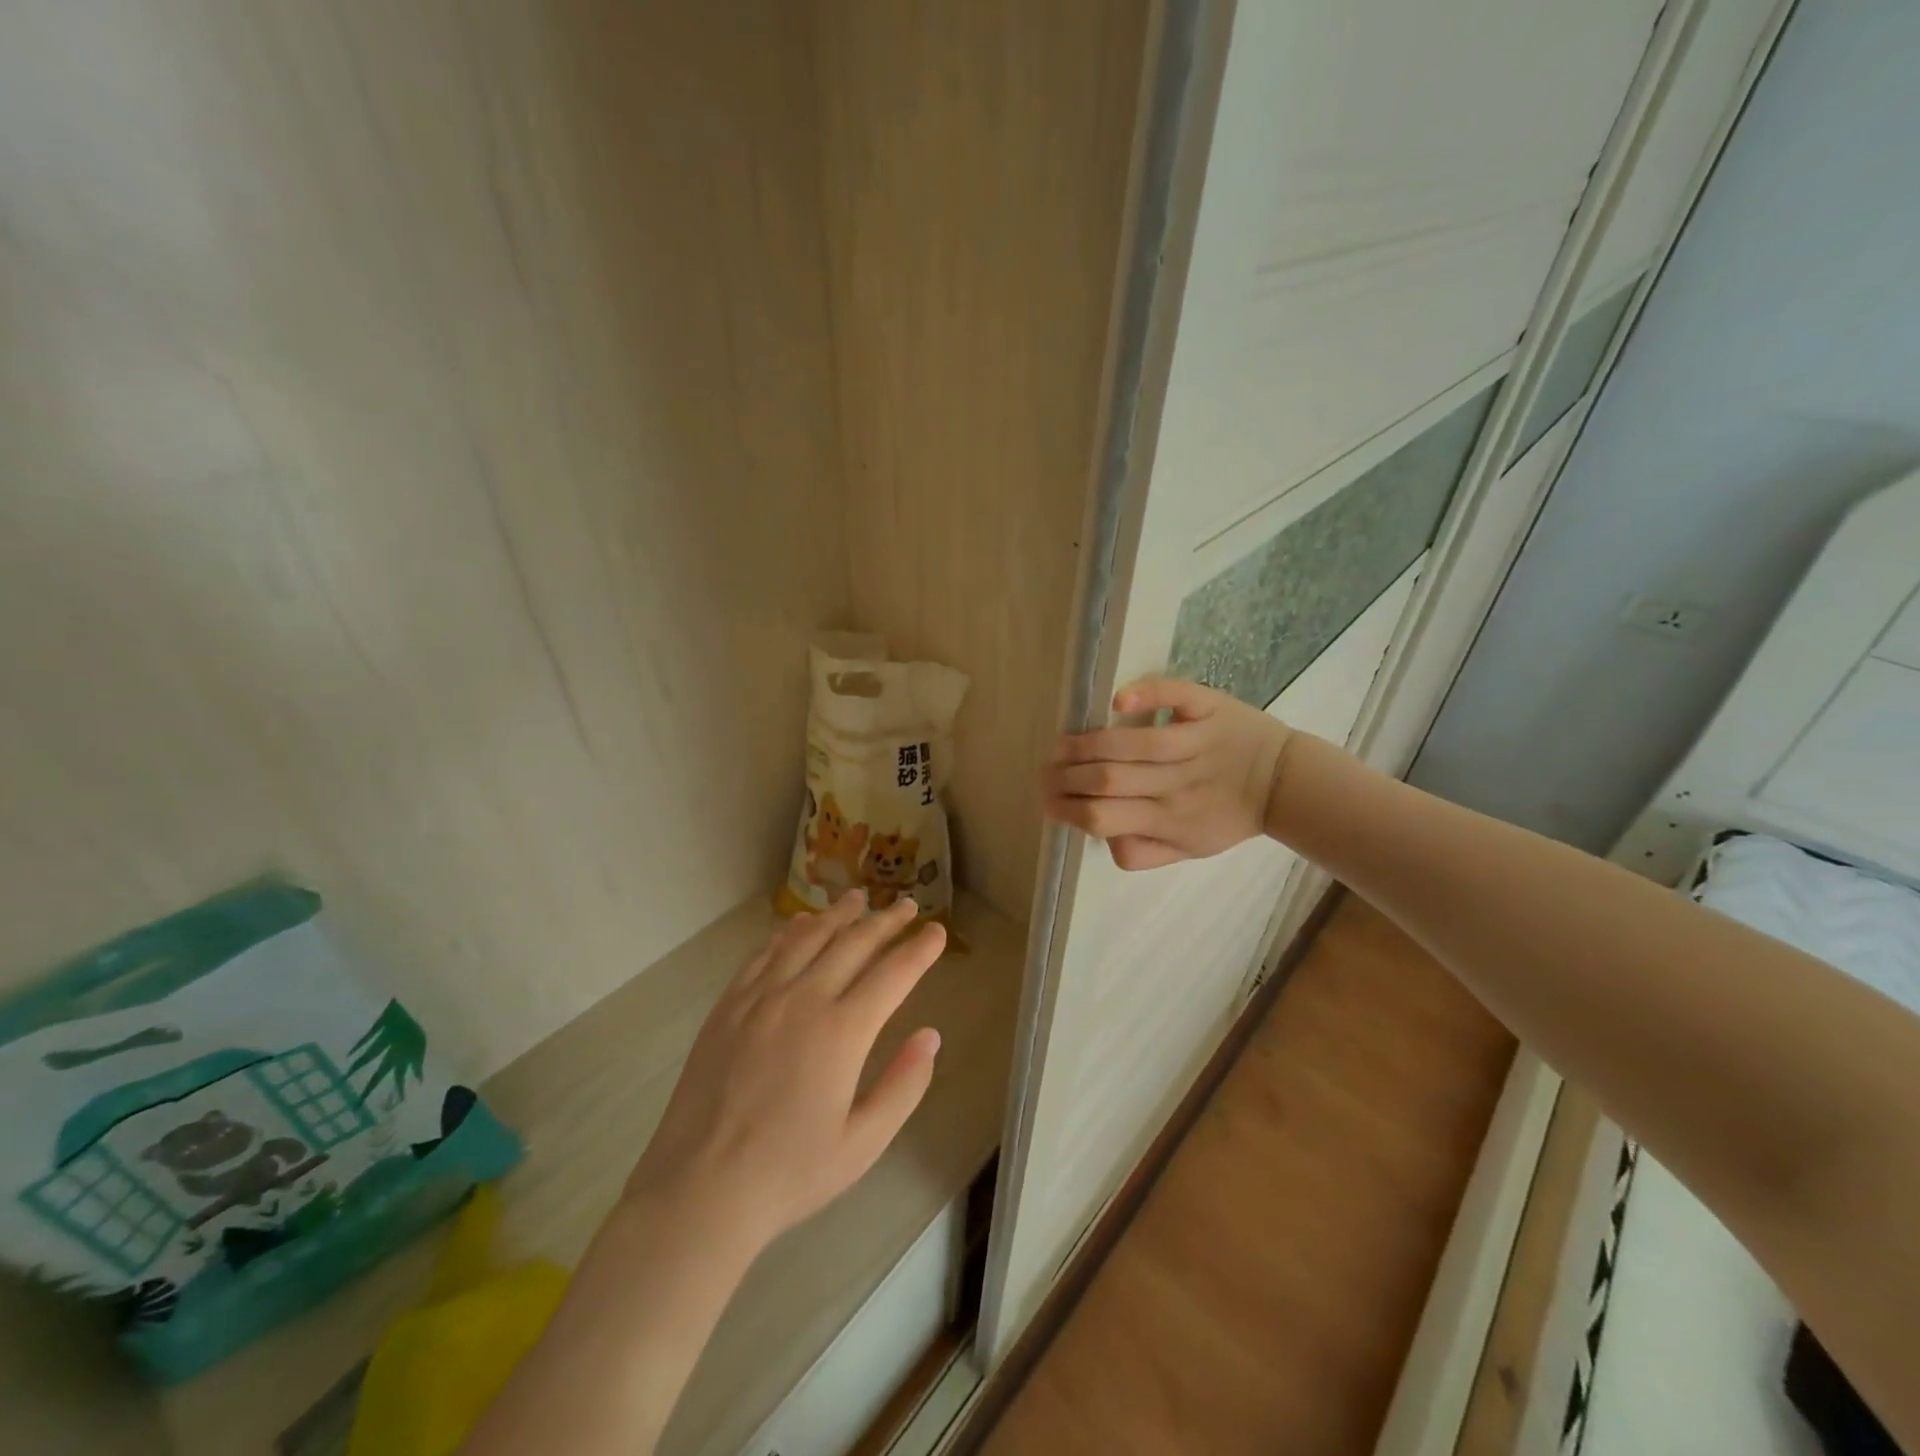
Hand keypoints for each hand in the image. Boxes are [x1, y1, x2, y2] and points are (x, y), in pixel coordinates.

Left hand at [623, 891, 943, 1252]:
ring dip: (838, 915)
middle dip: (885, 921)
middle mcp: (804, 1000)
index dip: (919, 949)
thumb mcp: (863, 1143)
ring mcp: (761, 998)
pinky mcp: (729, 1005)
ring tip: (857, 898)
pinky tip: (800, 926)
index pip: (893, 974)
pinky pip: (765, 954)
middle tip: (906, 905)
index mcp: (842, 1032)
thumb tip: (930, 1036)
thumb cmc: (789, 1173)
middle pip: (853, 944)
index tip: (937, 931)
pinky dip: (789, 933)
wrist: (700, 1190)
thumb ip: (904, 1086)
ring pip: (808, 938)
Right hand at [1043, 677, 1293, 870]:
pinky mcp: (1209, 710)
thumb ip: (1144, 852)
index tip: (1048, 801)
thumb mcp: (1190, 851)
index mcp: (1169, 822)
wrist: (1287, 784)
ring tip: (1062, 745)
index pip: (1104, 819)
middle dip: (1066, 777)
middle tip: (1045, 772)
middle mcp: (1176, 785)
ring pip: (1131, 743)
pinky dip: (1145, 695)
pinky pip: (1175, 698)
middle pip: (1108, 781)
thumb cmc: (1229, 817)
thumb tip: (1101, 836)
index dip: (1068, 810)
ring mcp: (1194, 744)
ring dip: (1087, 743)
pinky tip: (1117, 699)